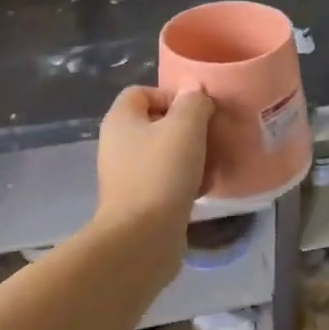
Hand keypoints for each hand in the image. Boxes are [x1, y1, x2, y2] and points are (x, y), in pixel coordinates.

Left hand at [96, 85, 213, 228]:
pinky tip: (203, 188)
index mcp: (121, 120)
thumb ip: (193, 102)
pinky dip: (183, 181)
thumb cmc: (162, 173)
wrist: (142, 237)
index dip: (171, 95)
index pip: (142, 91)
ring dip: (189, 156)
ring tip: (211, 163)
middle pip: (155, 123)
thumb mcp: (185, 127)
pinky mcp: (137, 201)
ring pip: (162, 153)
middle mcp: (117, 144)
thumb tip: (194, 92)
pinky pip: (163, 180)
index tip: (198, 111)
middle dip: (186, 128)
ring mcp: (125, 175)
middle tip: (210, 136)